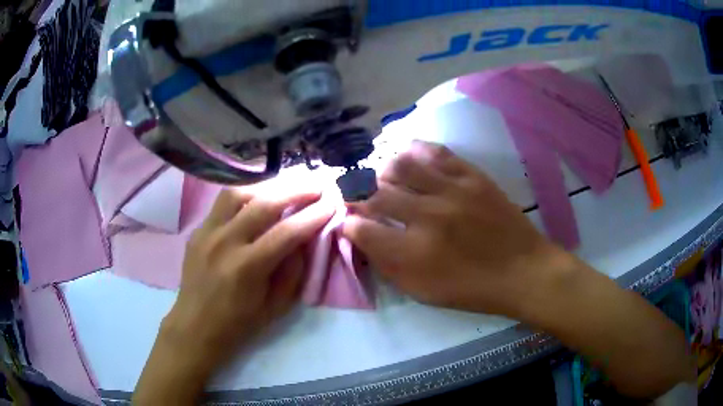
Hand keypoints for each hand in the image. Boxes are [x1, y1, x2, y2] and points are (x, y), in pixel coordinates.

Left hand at [134, 186, 333, 404]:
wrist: (195, 326)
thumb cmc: (239, 324)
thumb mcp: (276, 306)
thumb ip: (294, 271)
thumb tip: (306, 238)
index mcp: (247, 268)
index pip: (287, 232)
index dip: (314, 215)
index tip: (332, 202)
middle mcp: (225, 242)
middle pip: (264, 203)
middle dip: (296, 190)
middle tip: (317, 183)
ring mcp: (207, 232)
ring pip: (239, 193)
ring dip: (267, 185)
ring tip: (287, 185)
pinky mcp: (198, 230)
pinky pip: (223, 203)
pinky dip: (246, 195)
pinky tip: (258, 196)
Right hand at [344, 140, 570, 315]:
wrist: (523, 271)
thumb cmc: (472, 289)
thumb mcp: (423, 292)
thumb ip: (387, 265)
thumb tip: (362, 237)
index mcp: (413, 255)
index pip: (361, 228)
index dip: (349, 223)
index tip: (351, 222)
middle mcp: (427, 217)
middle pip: (375, 193)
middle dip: (358, 194)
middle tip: (359, 197)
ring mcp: (452, 191)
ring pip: (400, 165)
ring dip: (383, 171)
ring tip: (384, 178)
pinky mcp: (472, 176)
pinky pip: (436, 153)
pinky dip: (416, 152)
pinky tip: (411, 158)